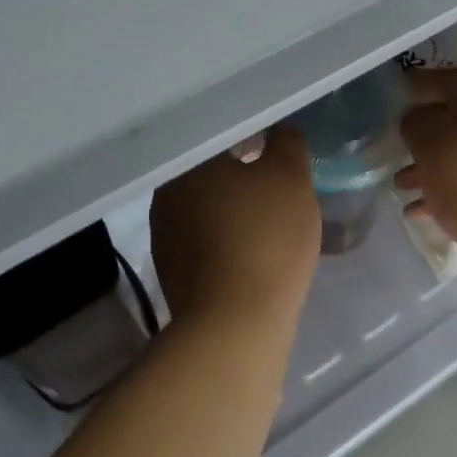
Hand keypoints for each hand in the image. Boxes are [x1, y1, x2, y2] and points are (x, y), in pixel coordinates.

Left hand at [151, 128, 319, 326]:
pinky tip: (255, 249)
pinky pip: (207, 240)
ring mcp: (165, 236)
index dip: (254, 136)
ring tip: (271, 216)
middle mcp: (166, 195)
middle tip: (280, 179)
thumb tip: (280, 132)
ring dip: (235, 206)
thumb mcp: (291, 178)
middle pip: (211, 171)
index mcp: (188, 164)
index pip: (222, 134)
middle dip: (244, 172)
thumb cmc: (266, 238)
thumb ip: (287, 144)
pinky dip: (230, 237)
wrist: (236, 324)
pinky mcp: (174, 272)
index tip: (279, 146)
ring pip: (208, 207)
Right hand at [397, 69, 456, 295]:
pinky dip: (450, 190)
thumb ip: (418, 125)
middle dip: (425, 132)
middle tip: (396, 142)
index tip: (397, 90)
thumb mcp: (434, 146)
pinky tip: (421, 210)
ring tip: (401, 184)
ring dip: (433, 165)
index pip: (453, 79)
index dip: (422, 82)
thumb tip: (417, 119)